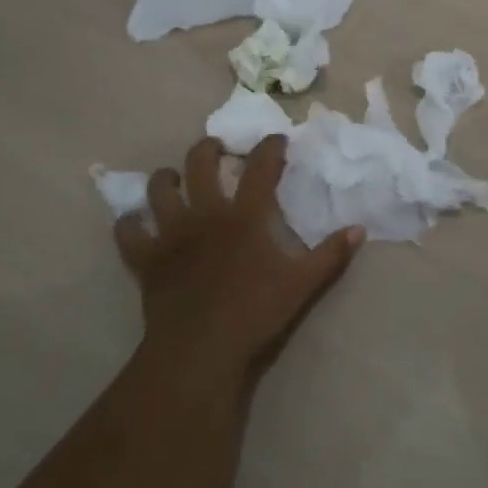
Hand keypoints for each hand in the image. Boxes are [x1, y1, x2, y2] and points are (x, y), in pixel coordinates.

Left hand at [115, 135, 363, 397]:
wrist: (201, 349)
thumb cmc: (255, 313)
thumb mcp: (302, 285)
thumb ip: (331, 255)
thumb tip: (359, 229)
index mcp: (244, 215)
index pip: (260, 167)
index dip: (269, 147)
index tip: (276, 139)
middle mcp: (205, 213)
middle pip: (200, 163)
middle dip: (209, 149)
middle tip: (217, 149)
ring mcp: (171, 233)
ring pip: (160, 189)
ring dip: (166, 178)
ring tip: (173, 178)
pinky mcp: (146, 258)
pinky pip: (128, 232)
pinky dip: (129, 224)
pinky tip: (134, 222)